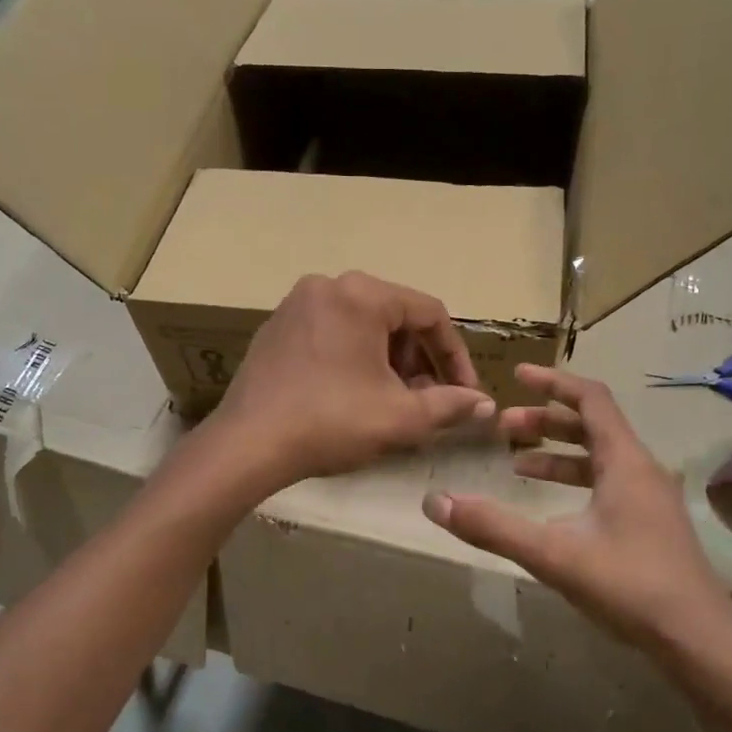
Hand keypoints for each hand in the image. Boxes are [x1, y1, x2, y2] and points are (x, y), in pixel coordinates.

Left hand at [205, 272, 493, 491]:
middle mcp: (328, 286)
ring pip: (363, 325)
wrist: (247, 445)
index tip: (465, 392)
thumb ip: (449, 405)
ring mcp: (296, 305)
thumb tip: (483, 404)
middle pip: (395, 316)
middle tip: (428, 400)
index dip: (455, 355)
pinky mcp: (276, 328)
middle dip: (420, 360)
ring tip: (394, 401)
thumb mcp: (400, 418)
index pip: (430, 313)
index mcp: (361, 295)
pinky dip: (355, 358)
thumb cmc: (330, 422)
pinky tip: (355, 395)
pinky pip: (332, 333)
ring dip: (389, 361)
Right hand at [422, 365, 731, 665]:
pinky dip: (576, 483)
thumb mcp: (554, 555)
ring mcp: (651, 499)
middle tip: (505, 427)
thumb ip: (493, 527)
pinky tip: (553, 511)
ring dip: (559, 454)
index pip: (591, 399)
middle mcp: (642, 470)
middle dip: (547, 421)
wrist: (699, 641)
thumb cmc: (630, 587)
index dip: (553, 382)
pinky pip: (609, 485)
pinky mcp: (652, 525)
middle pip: (593, 426)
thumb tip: (435, 501)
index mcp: (625, 462)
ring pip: (601, 458)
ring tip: (518, 465)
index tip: (517, 375)